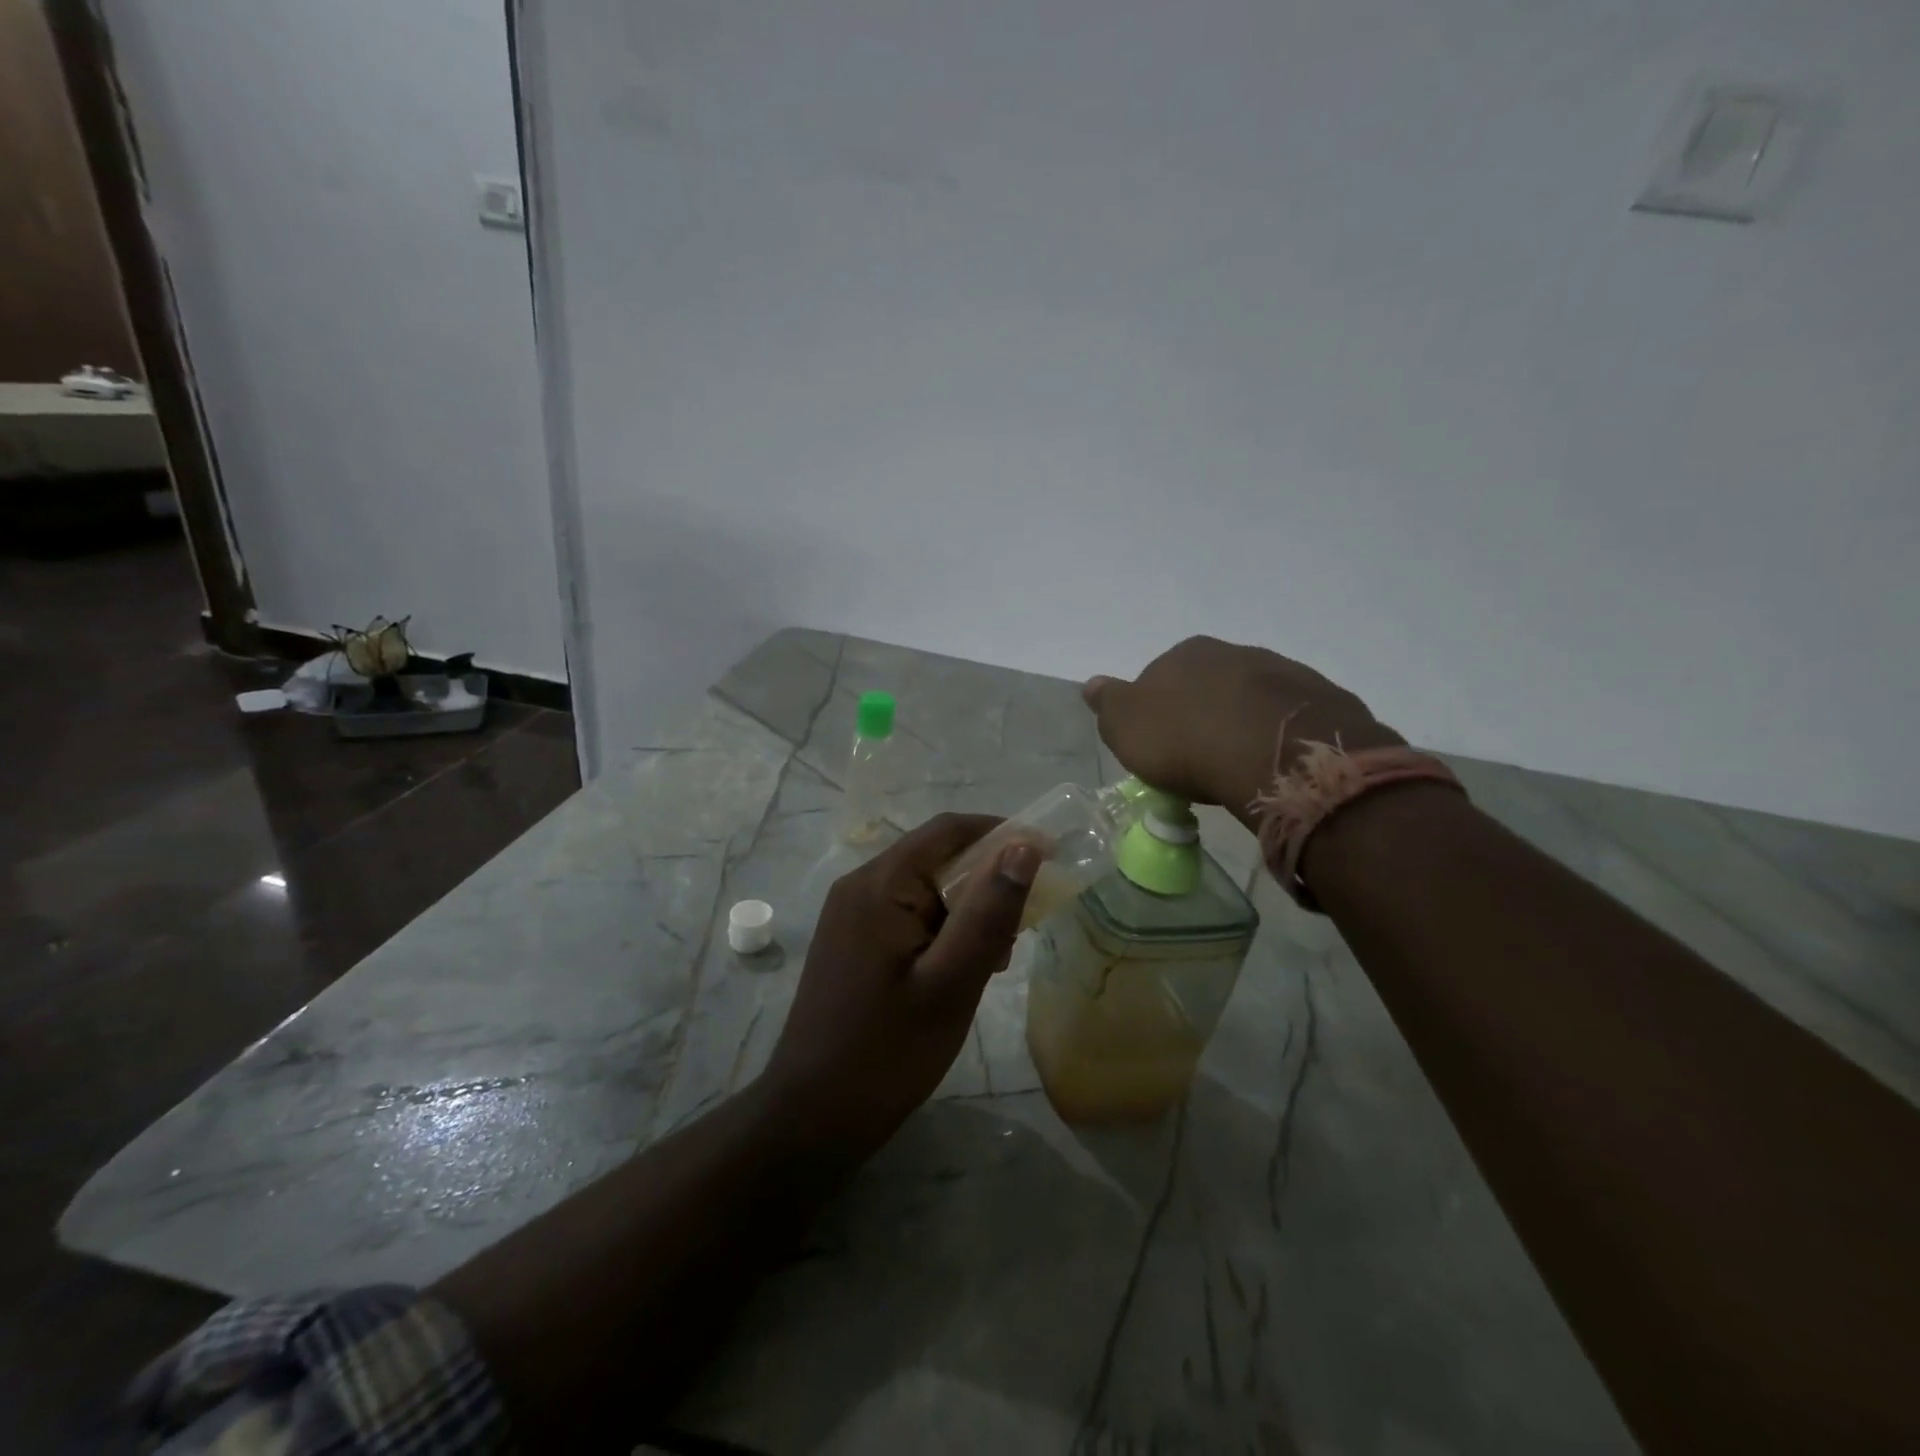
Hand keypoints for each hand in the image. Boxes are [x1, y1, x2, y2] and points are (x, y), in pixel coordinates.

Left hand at [761, 813, 1037, 1157]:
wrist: (812, 1115)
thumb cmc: (887, 1052)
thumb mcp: (951, 982)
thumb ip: (988, 911)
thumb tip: (1024, 845)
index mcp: (880, 883)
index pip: (949, 830)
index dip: (1002, 834)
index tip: (1048, 858)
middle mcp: (861, 884)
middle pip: (937, 857)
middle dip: (986, 884)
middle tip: (1019, 933)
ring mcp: (852, 912)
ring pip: (926, 888)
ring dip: (967, 911)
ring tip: (993, 962)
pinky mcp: (853, 939)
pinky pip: (908, 913)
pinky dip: (943, 930)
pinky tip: (960, 972)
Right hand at [1084, 636, 1403, 829]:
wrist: (1276, 755)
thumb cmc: (1187, 742)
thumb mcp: (1127, 728)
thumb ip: (1107, 704)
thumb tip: (1091, 684)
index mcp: (1185, 654)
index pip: (1159, 677)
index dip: (1157, 712)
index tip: (1160, 746)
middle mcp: (1233, 652)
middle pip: (1208, 685)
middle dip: (1202, 715)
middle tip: (1198, 758)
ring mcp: (1282, 672)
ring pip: (1251, 699)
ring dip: (1241, 723)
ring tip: (1238, 767)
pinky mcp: (1321, 699)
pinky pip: (1287, 719)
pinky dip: (1276, 737)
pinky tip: (1272, 765)